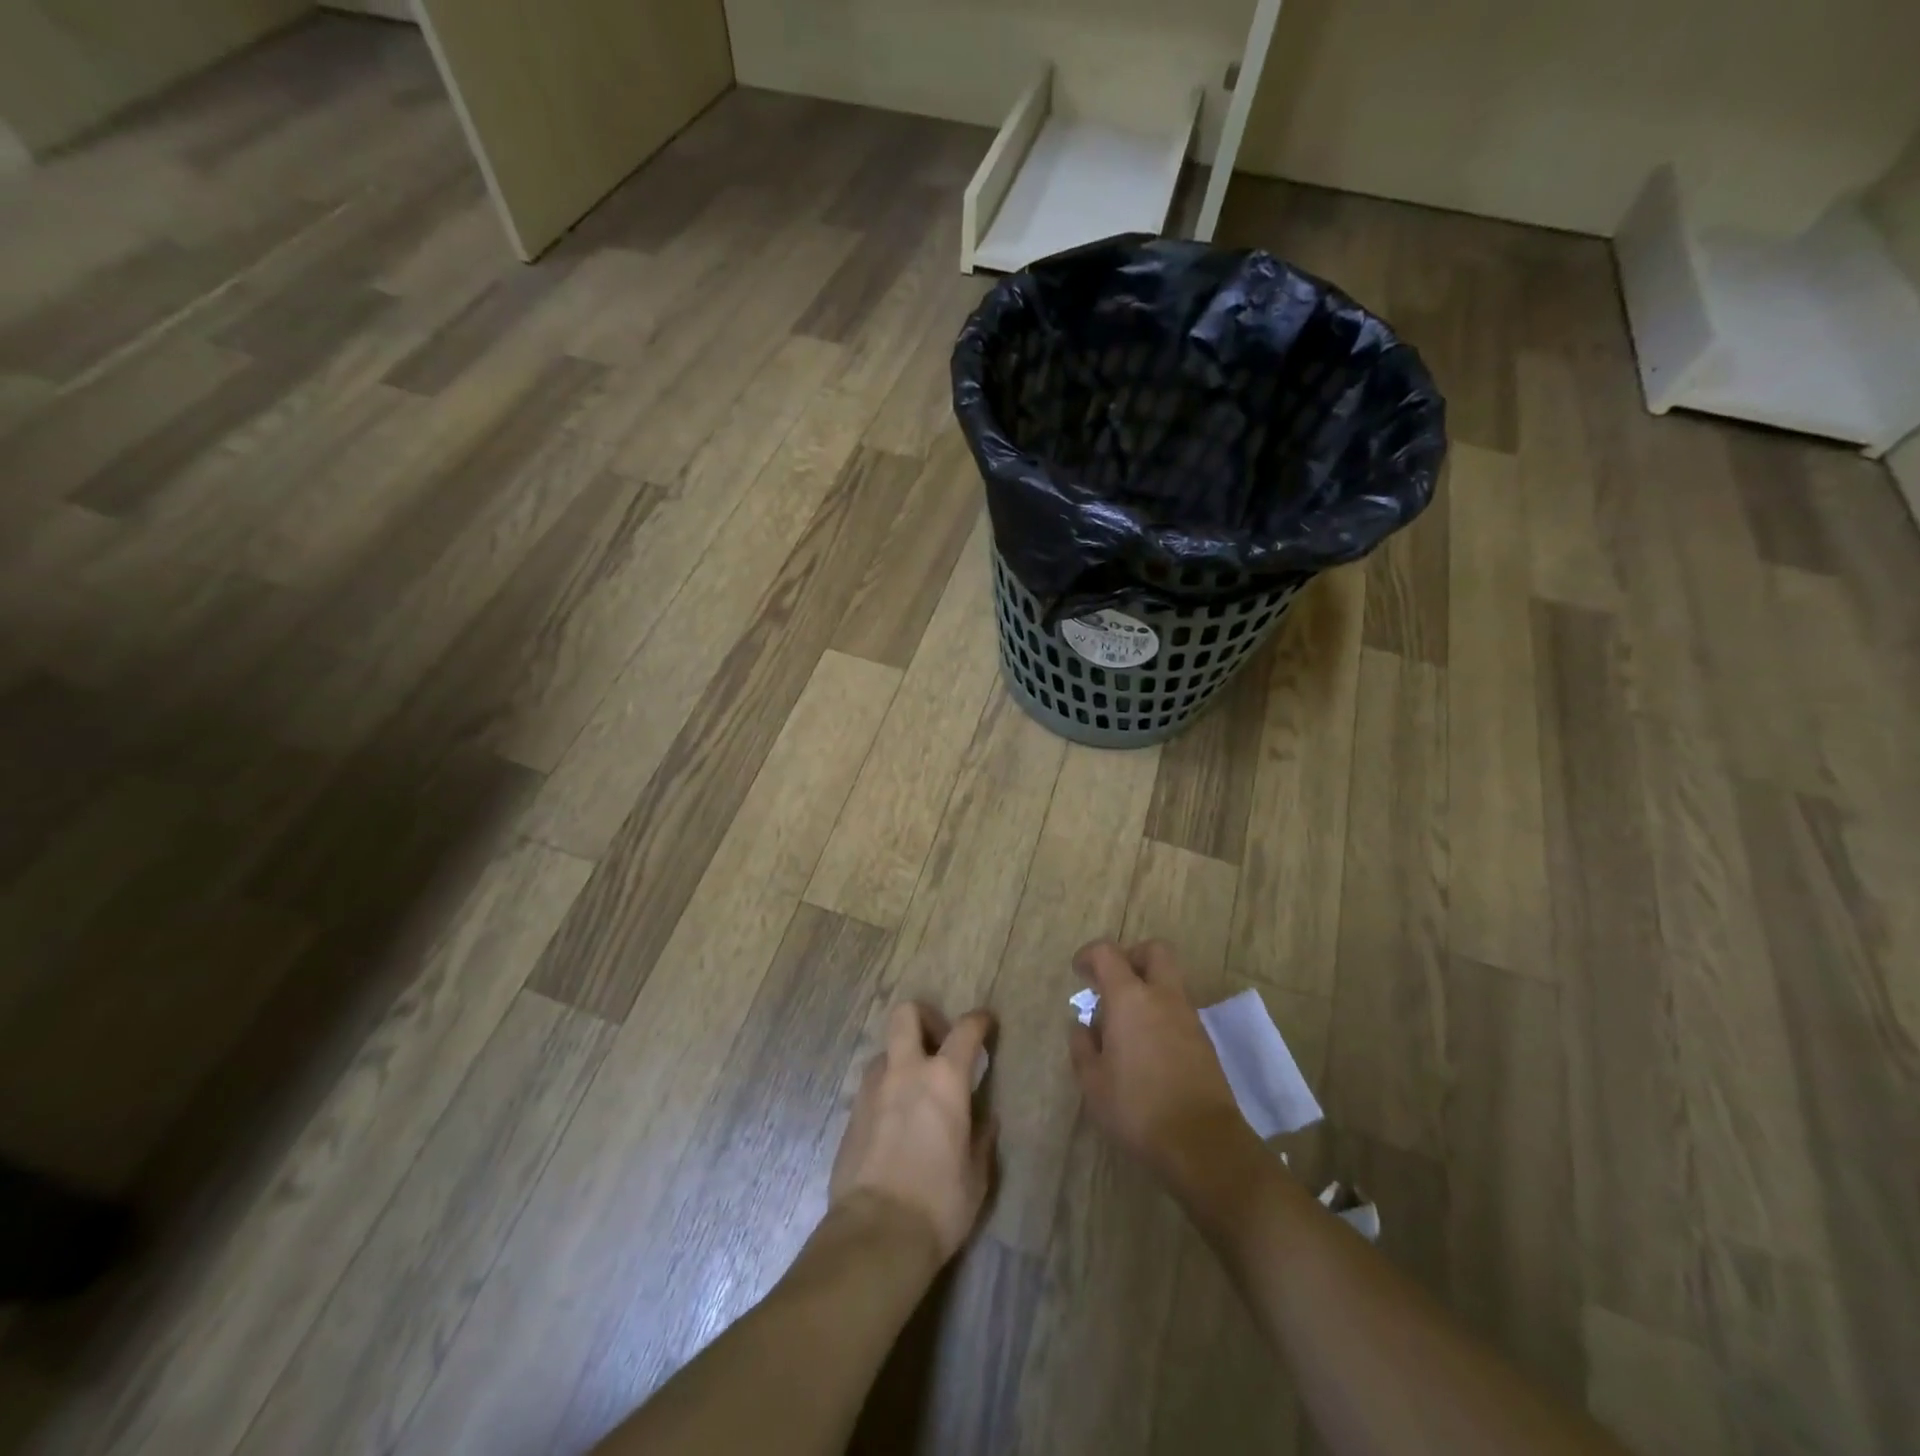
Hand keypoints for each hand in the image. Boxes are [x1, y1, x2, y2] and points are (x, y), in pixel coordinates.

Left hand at [829, 1003, 996, 1265]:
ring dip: (902, 1058)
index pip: (965, 1030)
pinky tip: (896, 1122)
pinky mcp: (851, 1114)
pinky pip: (872, 1086)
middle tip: (939, 1042)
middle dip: (924, 1017)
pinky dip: (887, 1090)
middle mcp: (905, 1071)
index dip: (979, 1020)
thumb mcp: (976, 1175)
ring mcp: (872, 1090)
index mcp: (944, 1079)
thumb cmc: (939, 1203)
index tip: (986, 1023)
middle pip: (906, 1014)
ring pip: (886, 1050)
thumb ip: (981, 1138)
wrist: (876, 1234)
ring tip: (916, 1090)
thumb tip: (984, 1121)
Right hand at [1067, 940, 1257, 1198]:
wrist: (1202, 1144)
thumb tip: (1083, 1025)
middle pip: (1154, 951)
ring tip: (1125, 1021)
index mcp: (1130, 998)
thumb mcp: (1093, 1082)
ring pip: (1170, 980)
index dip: (1089, 955)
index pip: (1108, 953)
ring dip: (1148, 987)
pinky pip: (1179, 1009)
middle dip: (1132, 956)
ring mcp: (1189, 1017)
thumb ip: (1083, 1046)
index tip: (1079, 971)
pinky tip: (1146, 1045)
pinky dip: (1161, 1012)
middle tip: (1112, 981)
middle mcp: (1163, 997)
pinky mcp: (1204, 1040)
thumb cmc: (1137, 1108)